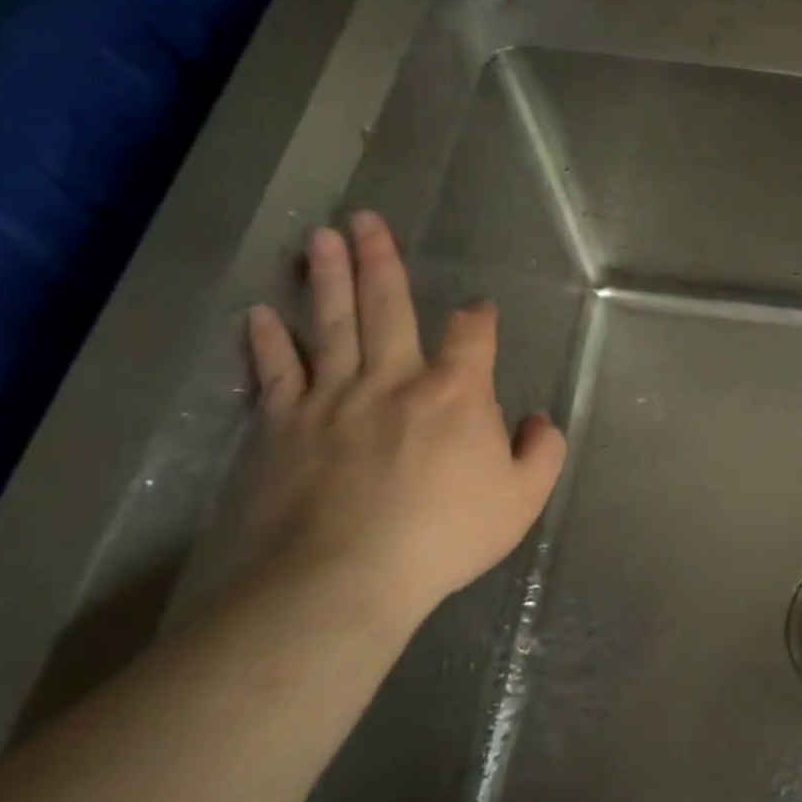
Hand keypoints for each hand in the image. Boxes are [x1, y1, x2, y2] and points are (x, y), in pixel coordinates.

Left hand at [237, 210, 565, 628]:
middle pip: (388, 307)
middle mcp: (393, 379)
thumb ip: (542, 452)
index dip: (479, 317)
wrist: (341, 581)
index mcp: (456, 393)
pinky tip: (259, 314)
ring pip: (329, 323)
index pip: (473, 335)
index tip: (479, 310)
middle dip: (380, 261)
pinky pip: (274, 372)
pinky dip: (266, 342)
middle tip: (365, 220)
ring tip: (318, 238)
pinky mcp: (280, 426)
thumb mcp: (523, 499)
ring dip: (325, 278)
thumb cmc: (443, 537)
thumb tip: (536, 420)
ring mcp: (330, 398)